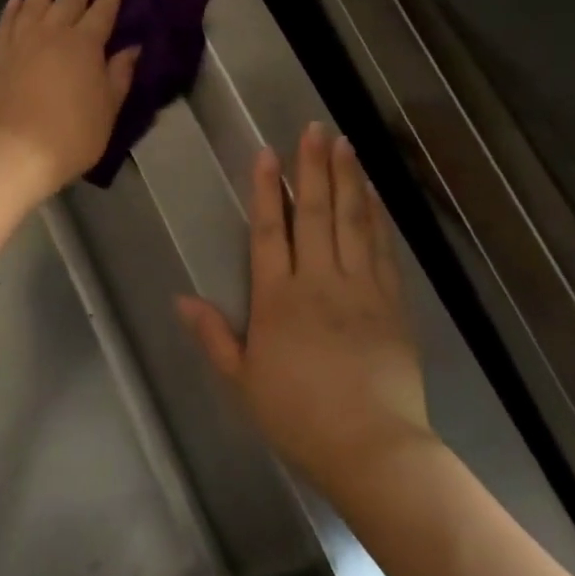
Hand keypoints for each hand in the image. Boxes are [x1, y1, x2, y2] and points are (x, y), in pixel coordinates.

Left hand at [0, 0, 139, 201]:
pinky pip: (8, 20)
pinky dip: (14, 6)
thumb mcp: (107, 110)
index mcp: (87, 45)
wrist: (14, 150)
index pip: (103, 10)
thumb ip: (118, 76)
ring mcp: (22, 39)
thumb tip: (130, 49)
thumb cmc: (71, 135)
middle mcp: (54, 33)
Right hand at [179, 124, 430, 487]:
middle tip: (314, 129)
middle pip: (315, 214)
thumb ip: (214, 336)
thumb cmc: (297, 417)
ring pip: (352, 221)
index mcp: (277, 300)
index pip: (269, 231)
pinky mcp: (393, 302)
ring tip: (344, 144)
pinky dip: (377, 217)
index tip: (268, 154)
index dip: (267, 190)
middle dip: (312, 168)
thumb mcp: (242, 382)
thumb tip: (181, 298)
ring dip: (348, 180)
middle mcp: (318, 282)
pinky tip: (374, 194)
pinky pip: (382, 249)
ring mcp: (360, 288)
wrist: (370, 446)